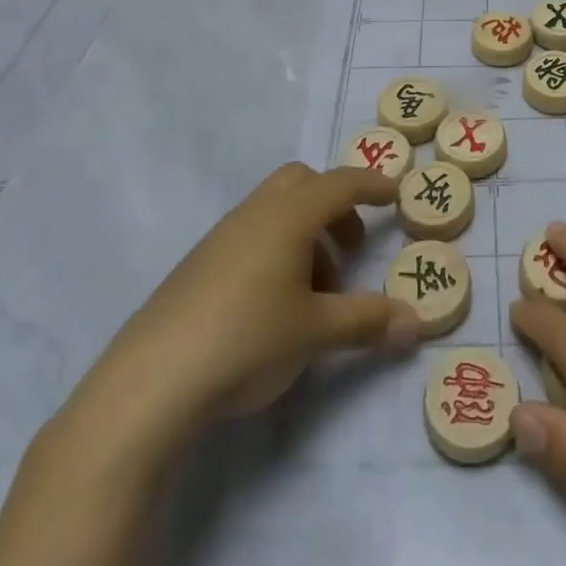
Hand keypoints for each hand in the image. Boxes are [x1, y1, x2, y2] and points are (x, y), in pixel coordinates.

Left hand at [53, 163, 420, 471]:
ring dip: (306, 235)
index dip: (372, 185)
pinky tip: (275, 306)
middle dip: (335, 206)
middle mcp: (255, 213)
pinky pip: (251, 236)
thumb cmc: (246, 340)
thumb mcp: (315, 332)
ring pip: (276, 211)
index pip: (340, 183)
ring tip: (317, 294)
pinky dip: (277, 251)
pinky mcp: (199, 264)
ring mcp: (222, 236)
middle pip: (303, 183)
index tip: (396, 195)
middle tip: (352, 248)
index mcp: (288, 216)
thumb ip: (368, 321)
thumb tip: (417, 324)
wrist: (149, 382)